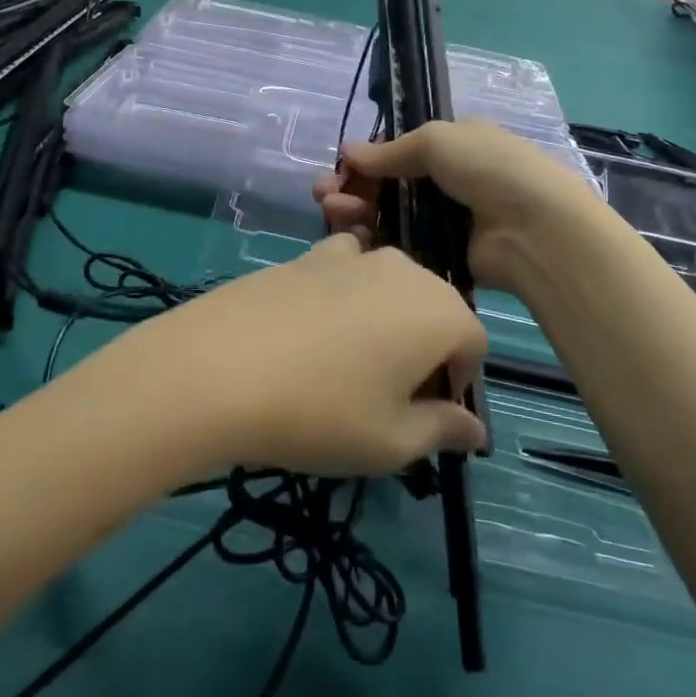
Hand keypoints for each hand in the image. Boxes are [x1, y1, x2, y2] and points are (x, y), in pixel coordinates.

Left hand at [117, 235, 487, 477]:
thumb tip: (475, 429)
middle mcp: (403, 268)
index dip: (456, 384)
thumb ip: (442, 430)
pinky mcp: (307, 253)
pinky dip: (344, 300)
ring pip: (389, 291)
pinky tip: (309, 336)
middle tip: (385, 399)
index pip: (473, 345)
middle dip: (424, 351)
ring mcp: (352, 254)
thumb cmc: (322, 412)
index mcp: (439, 310)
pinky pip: (346, 274)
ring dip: (384, 324)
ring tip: (344, 369)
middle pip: (433, 310)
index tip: (423, 417)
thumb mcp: (392, 442)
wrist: (220, 365)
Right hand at [315, 121, 604, 299]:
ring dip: (357, 210)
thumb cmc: (489, 169)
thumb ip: (391, 150)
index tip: (340, 168)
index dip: (368, 159)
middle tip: (324, 195)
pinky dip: (375, 240)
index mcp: (454, 146)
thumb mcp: (438, 140)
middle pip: (390, 184)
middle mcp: (449, 181)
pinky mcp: (443, 256)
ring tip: (332, 211)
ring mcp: (447, 221)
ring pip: (391, 215)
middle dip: (355, 186)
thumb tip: (348, 151)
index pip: (400, 150)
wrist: (537, 230)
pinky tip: (352, 236)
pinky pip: (402, 246)